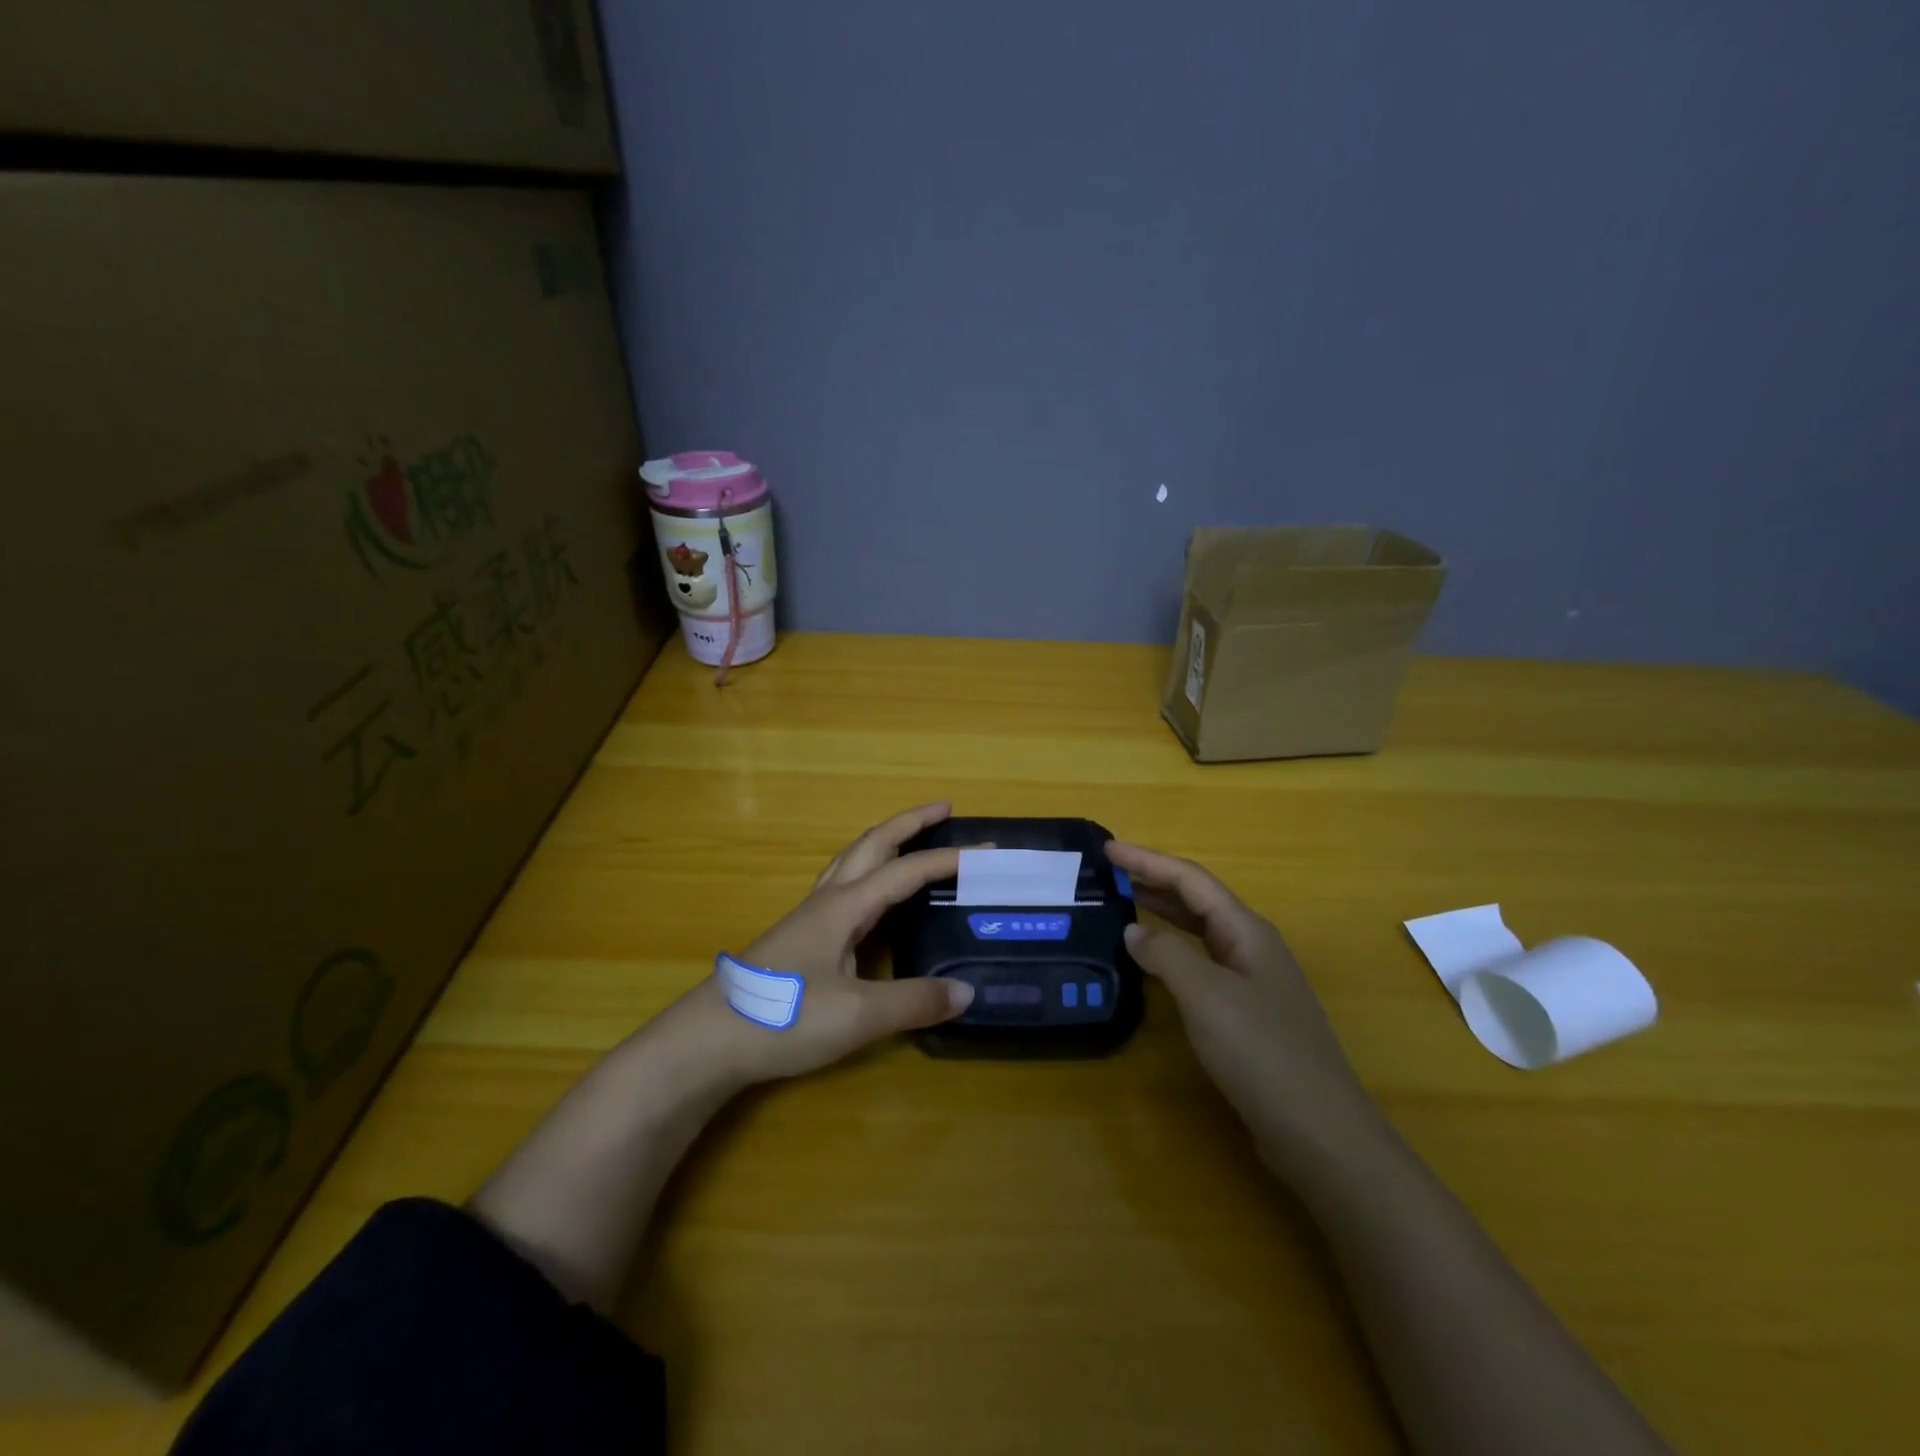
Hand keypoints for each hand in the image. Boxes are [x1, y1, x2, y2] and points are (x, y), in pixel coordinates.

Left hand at [659, 802, 976, 1090]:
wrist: (706, 1041)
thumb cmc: (782, 1018)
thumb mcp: (858, 1016)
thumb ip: (914, 1002)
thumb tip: (967, 992)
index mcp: (844, 907)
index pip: (905, 872)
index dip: (947, 859)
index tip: (986, 850)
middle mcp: (827, 901)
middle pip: (871, 845)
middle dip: (909, 823)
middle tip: (944, 809)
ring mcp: (808, 918)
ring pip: (852, 861)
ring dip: (885, 842)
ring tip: (912, 841)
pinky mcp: (799, 939)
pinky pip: (843, 887)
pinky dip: (869, 874)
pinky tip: (873, 900)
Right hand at [1107, 841, 1382, 1169]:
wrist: (1319, 1131)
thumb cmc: (1261, 1052)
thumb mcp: (1206, 996)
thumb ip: (1166, 955)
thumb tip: (1134, 931)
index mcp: (1247, 931)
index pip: (1190, 880)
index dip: (1147, 861)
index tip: (1107, 848)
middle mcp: (1252, 947)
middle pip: (1197, 901)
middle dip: (1154, 881)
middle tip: (1109, 874)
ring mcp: (1253, 981)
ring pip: (1200, 933)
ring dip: (1163, 914)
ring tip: (1123, 904)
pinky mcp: (1247, 1014)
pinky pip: (1202, 965)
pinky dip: (1172, 952)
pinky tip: (1153, 964)